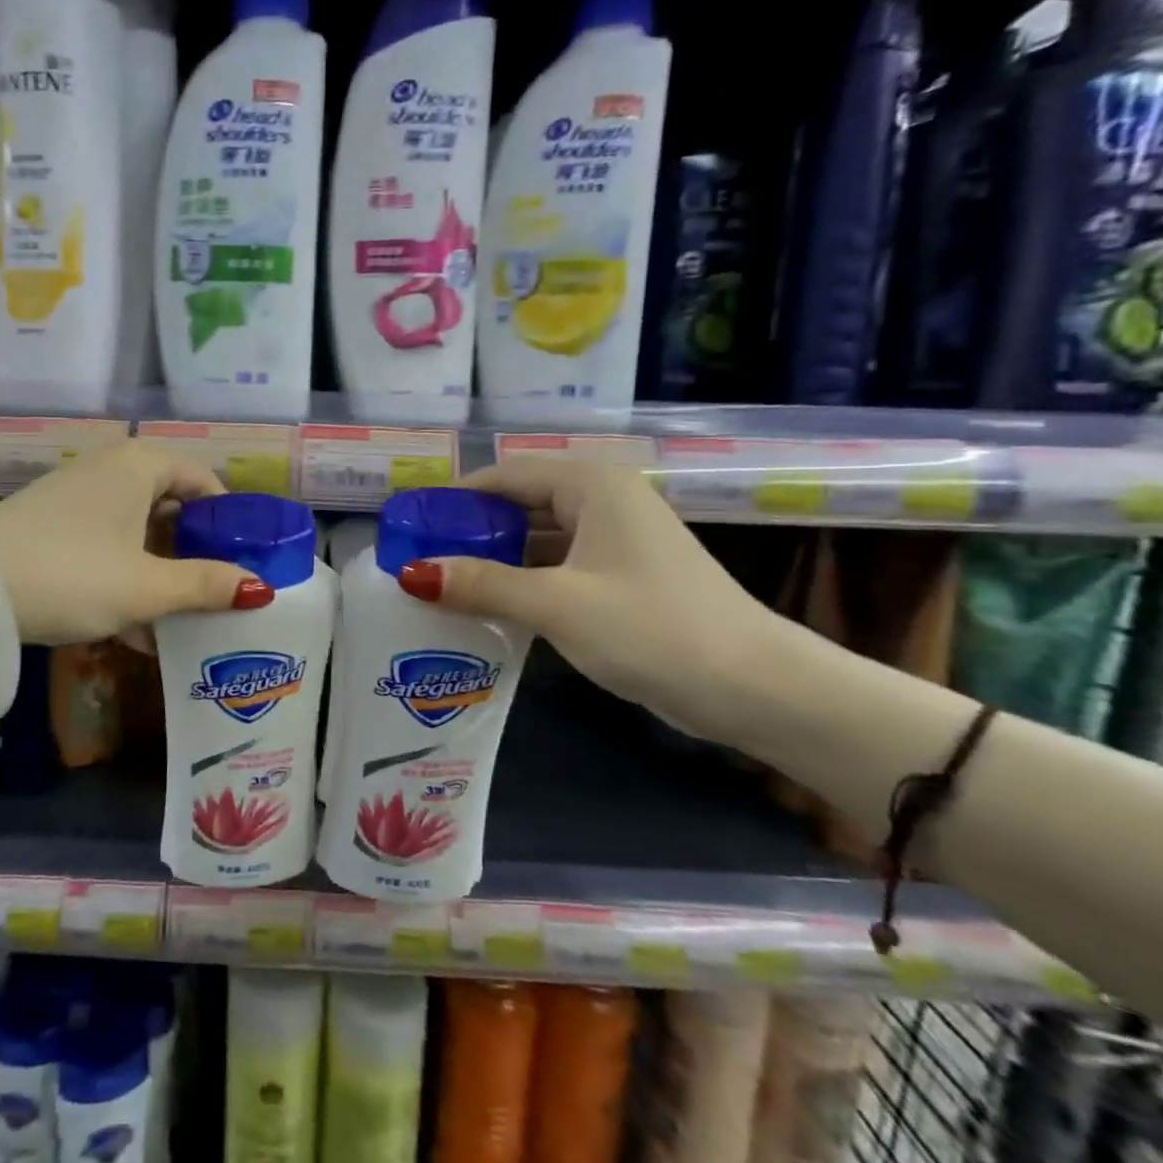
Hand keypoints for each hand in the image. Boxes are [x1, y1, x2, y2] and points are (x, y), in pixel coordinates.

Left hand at [0, 441, 272, 645]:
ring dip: (162, 575)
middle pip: (173, 507)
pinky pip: (108, 545)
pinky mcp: (53, 525)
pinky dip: (127, 577)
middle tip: (216, 596)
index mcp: (140, 466)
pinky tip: (135, 630)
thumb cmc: (68, 575)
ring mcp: (78, 496)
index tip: (243, 562)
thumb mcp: (145, 587)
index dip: (229, 521)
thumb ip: (206, 586)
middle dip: (195, 555)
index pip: (204, 480)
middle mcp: (111, 470)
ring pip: (139, 532)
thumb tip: (261, 590)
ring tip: (180, 623)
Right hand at [396, 458, 780, 740]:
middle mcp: (602, 501)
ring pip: (536, 540)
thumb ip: (482, 584)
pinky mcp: (619, 578)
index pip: (504, 475)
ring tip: (441, 587)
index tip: (410, 527)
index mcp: (591, 485)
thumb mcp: (557, 604)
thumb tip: (412, 574)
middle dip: (470, 533)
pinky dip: (521, 583)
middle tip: (418, 562)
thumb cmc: (652, 628)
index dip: (454, 498)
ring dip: (493, 561)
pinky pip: (555, 568)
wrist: (752, 687)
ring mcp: (613, 541)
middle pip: (518, 505)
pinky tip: (488, 608)